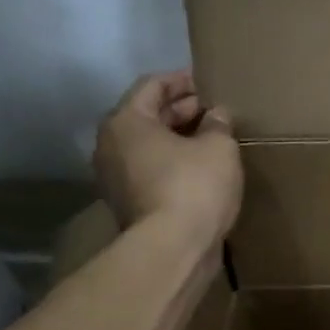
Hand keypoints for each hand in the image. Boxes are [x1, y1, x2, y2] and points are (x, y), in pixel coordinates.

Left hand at [92, 71, 241, 246]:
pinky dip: (171, 163)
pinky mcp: (127, 204)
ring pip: (147, 146)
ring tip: (210, 139)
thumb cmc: (193, 186)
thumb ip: (218, 124)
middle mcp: (110, 144)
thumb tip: (217, 115)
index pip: (152, 85)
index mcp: (126, 121)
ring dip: (176, 139)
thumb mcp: (219, 147)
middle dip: (180, 110)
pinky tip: (200, 169)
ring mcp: (114, 177)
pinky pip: (149, 170)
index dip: (182, 80)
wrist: (172, 248)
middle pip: (146, 115)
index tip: (206, 83)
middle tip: (213, 111)